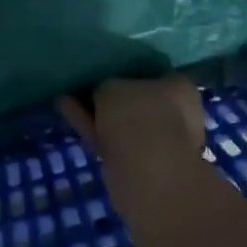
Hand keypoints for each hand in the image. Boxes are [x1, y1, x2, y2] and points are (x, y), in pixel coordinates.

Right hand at [58, 75, 205, 194]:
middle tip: (84, 88)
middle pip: (138, 102)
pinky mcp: (142, 167)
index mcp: (180, 89)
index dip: (132, 74)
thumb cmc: (138, 115)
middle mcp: (177, 115)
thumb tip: (103, 95)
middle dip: (113, 99)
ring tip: (66, 98)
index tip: (110, 73)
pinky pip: (114, 141)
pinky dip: (93, 129)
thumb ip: (107, 87)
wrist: (146, 173)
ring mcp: (161, 144)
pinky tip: (67, 113)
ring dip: (97, 114)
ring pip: (124, 124)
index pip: (157, 74)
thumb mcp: (112, 86)